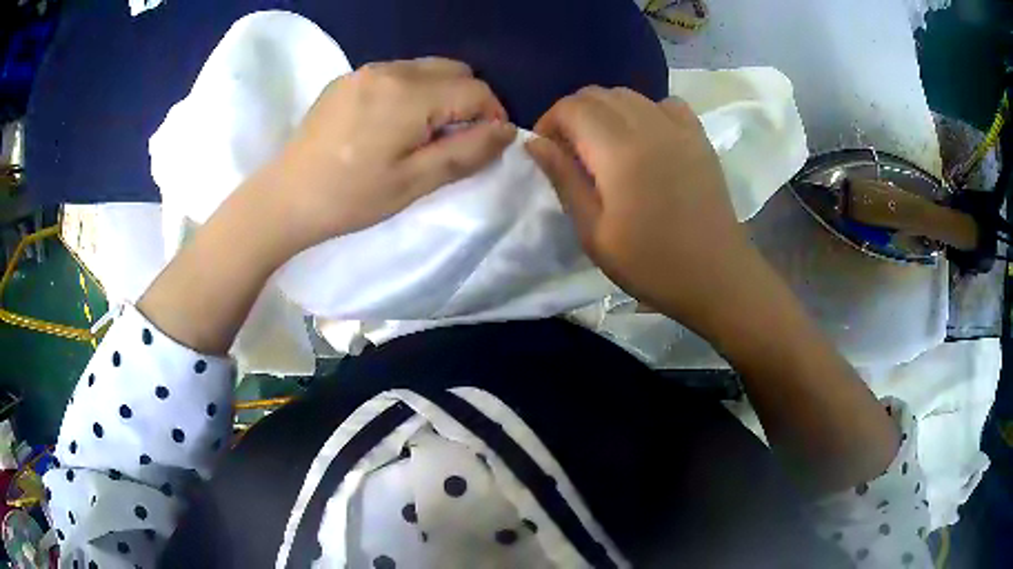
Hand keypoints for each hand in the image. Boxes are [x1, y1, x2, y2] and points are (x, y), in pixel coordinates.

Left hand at [262, 57, 516, 255]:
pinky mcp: (347, 79)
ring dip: (440, 94)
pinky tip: (392, 123)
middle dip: (468, 100)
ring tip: (423, 132)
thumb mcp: (414, 183)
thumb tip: (505, 130)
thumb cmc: (350, 197)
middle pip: (454, 70)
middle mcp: (390, 69)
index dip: (492, 115)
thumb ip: (466, 152)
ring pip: (426, 68)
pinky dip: (411, 91)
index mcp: (409, 94)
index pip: (475, 90)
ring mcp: (364, 70)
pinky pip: (397, 73)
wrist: (285, 198)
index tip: (485, 144)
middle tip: (454, 139)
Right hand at [525, 87, 757, 333]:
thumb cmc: (651, 264)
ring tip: (603, 145)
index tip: (546, 150)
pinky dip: (644, 111)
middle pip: (598, 94)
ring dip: (606, 111)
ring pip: (629, 95)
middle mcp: (648, 125)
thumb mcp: (594, 232)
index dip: (549, 122)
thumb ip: (563, 179)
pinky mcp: (699, 137)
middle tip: (571, 150)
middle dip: (573, 114)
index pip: (571, 107)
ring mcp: (678, 128)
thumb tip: (534, 142)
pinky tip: (645, 138)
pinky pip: (664, 104)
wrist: (716, 276)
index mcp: (619, 150)